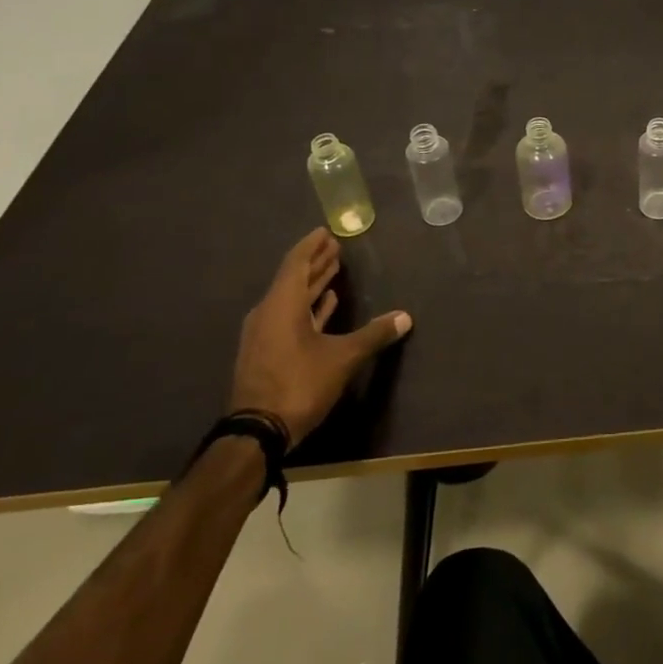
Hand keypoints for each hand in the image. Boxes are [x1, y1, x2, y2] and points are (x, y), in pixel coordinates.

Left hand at [228, 228, 411, 443]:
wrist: (257, 432)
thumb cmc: (299, 384)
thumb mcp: (343, 358)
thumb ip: (374, 334)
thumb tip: (405, 317)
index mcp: (282, 305)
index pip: (296, 263)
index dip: (312, 246)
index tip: (326, 231)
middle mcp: (269, 313)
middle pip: (293, 278)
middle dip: (316, 262)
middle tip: (335, 246)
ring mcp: (265, 334)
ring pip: (291, 299)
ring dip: (313, 284)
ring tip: (333, 270)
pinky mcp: (266, 353)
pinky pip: (289, 318)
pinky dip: (308, 307)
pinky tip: (326, 305)